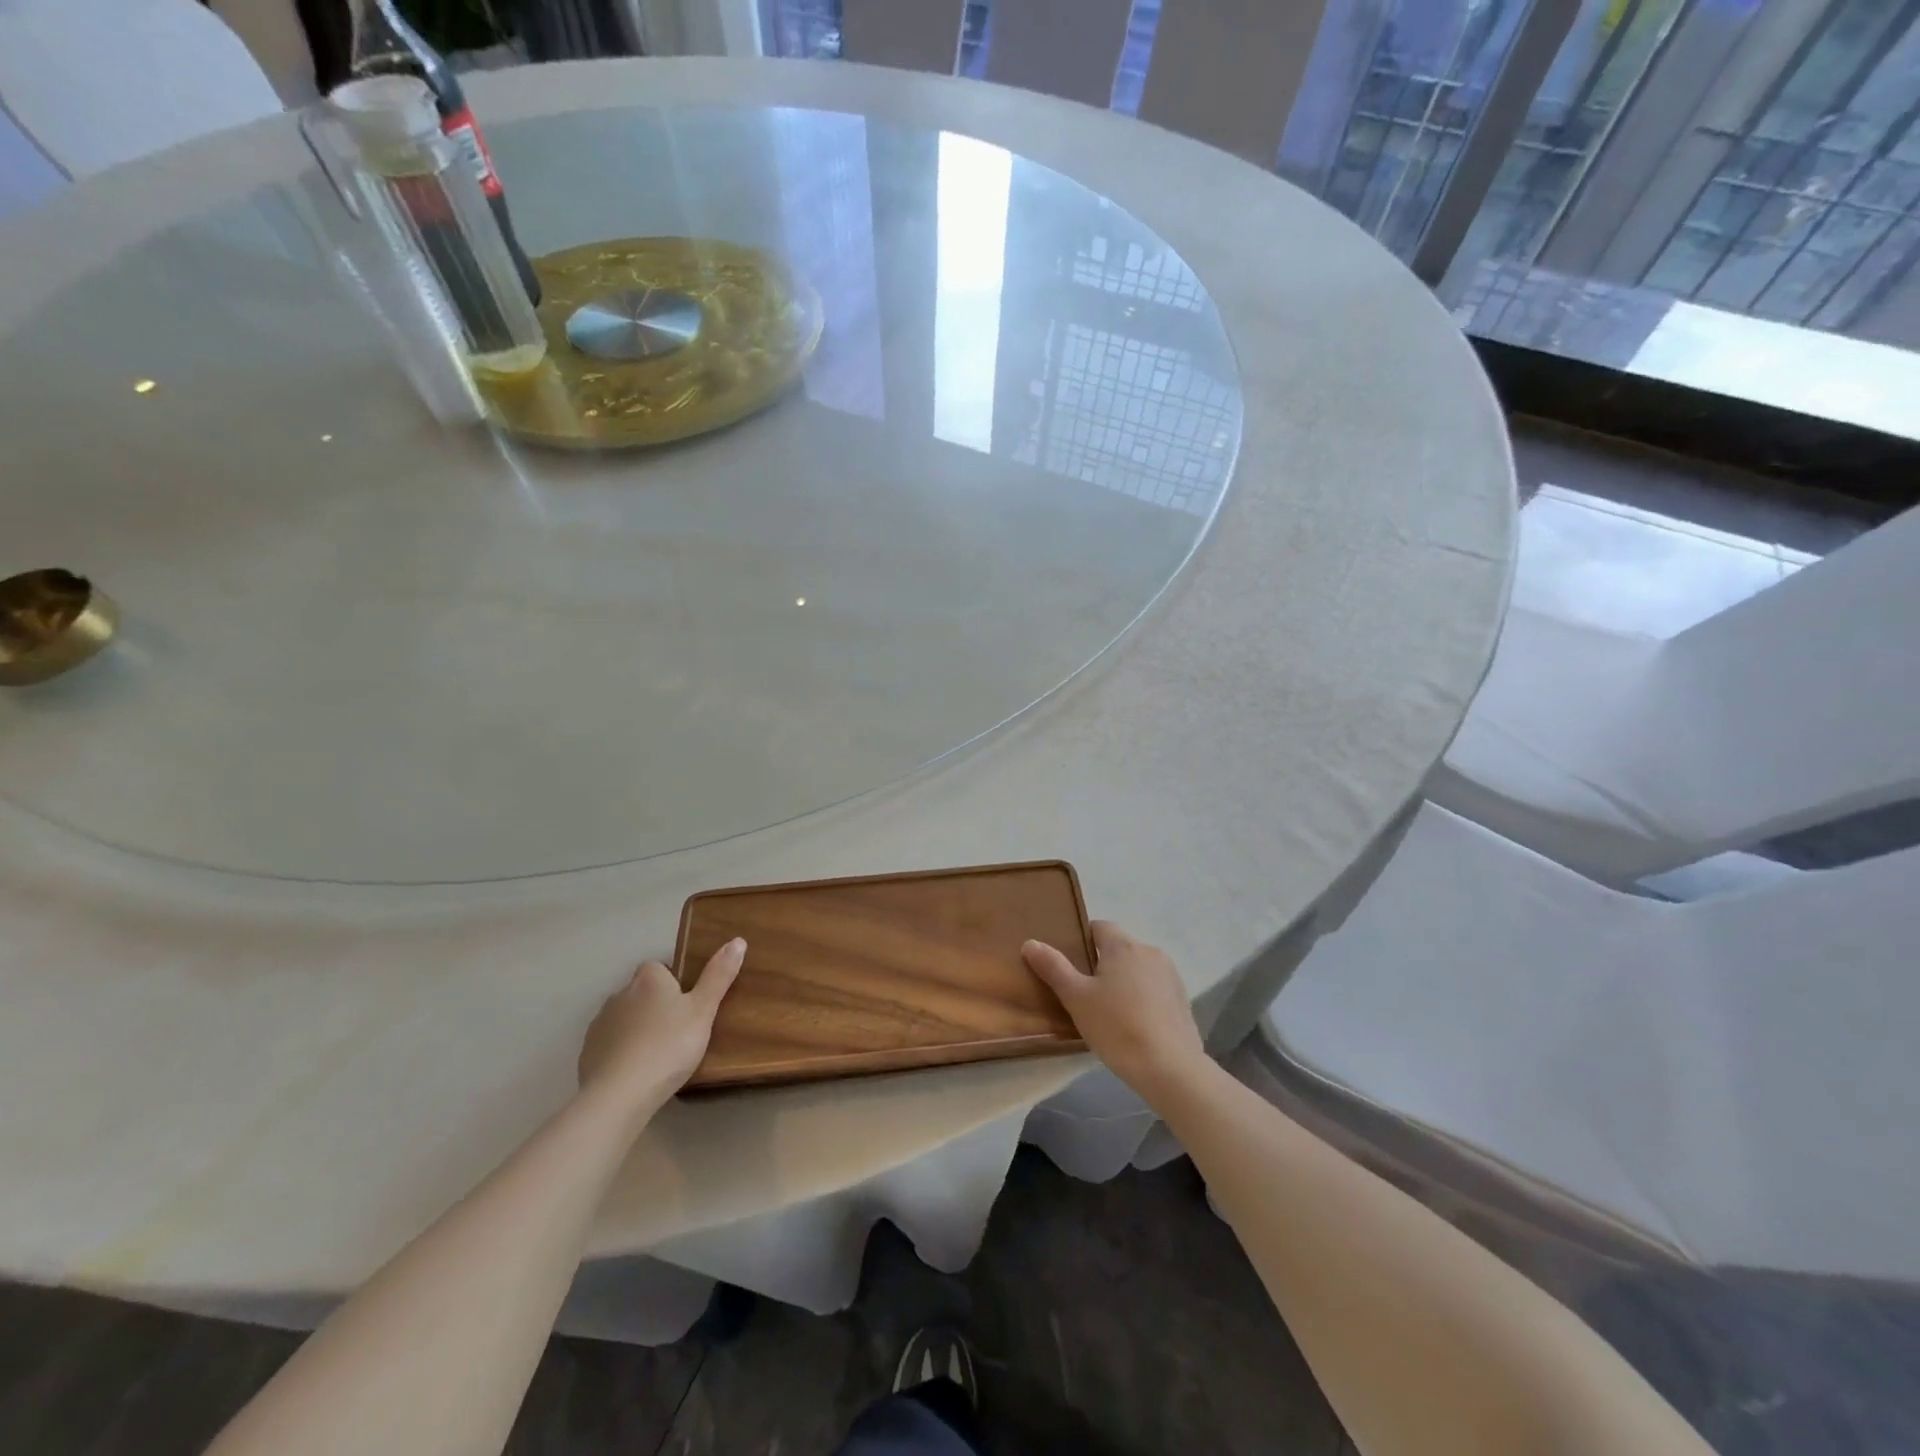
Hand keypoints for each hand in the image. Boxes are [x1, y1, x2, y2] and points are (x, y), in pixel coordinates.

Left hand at [578, 939, 745, 1106]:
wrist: (619, 1096)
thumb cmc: (668, 1047)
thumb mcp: (703, 1011)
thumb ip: (719, 976)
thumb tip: (737, 940)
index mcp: (649, 979)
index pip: (660, 967)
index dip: (674, 983)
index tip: (688, 1005)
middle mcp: (620, 994)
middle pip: (641, 992)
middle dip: (655, 1005)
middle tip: (678, 1031)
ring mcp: (600, 1024)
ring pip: (624, 1018)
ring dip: (637, 1028)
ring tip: (658, 1054)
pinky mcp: (587, 1053)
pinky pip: (609, 1044)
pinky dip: (621, 1051)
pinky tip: (635, 1072)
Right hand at [1023, 921, 1206, 1105]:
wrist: (1170, 1068)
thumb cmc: (1117, 1027)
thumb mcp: (1076, 998)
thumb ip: (1053, 967)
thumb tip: (1031, 943)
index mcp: (1123, 945)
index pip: (1099, 927)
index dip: (1081, 941)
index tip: (1070, 965)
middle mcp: (1150, 952)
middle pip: (1118, 948)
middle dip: (1101, 964)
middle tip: (1083, 993)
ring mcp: (1170, 976)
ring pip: (1137, 969)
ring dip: (1123, 981)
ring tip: (1107, 1012)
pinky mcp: (1182, 999)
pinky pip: (1154, 989)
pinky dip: (1141, 998)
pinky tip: (1132, 1025)